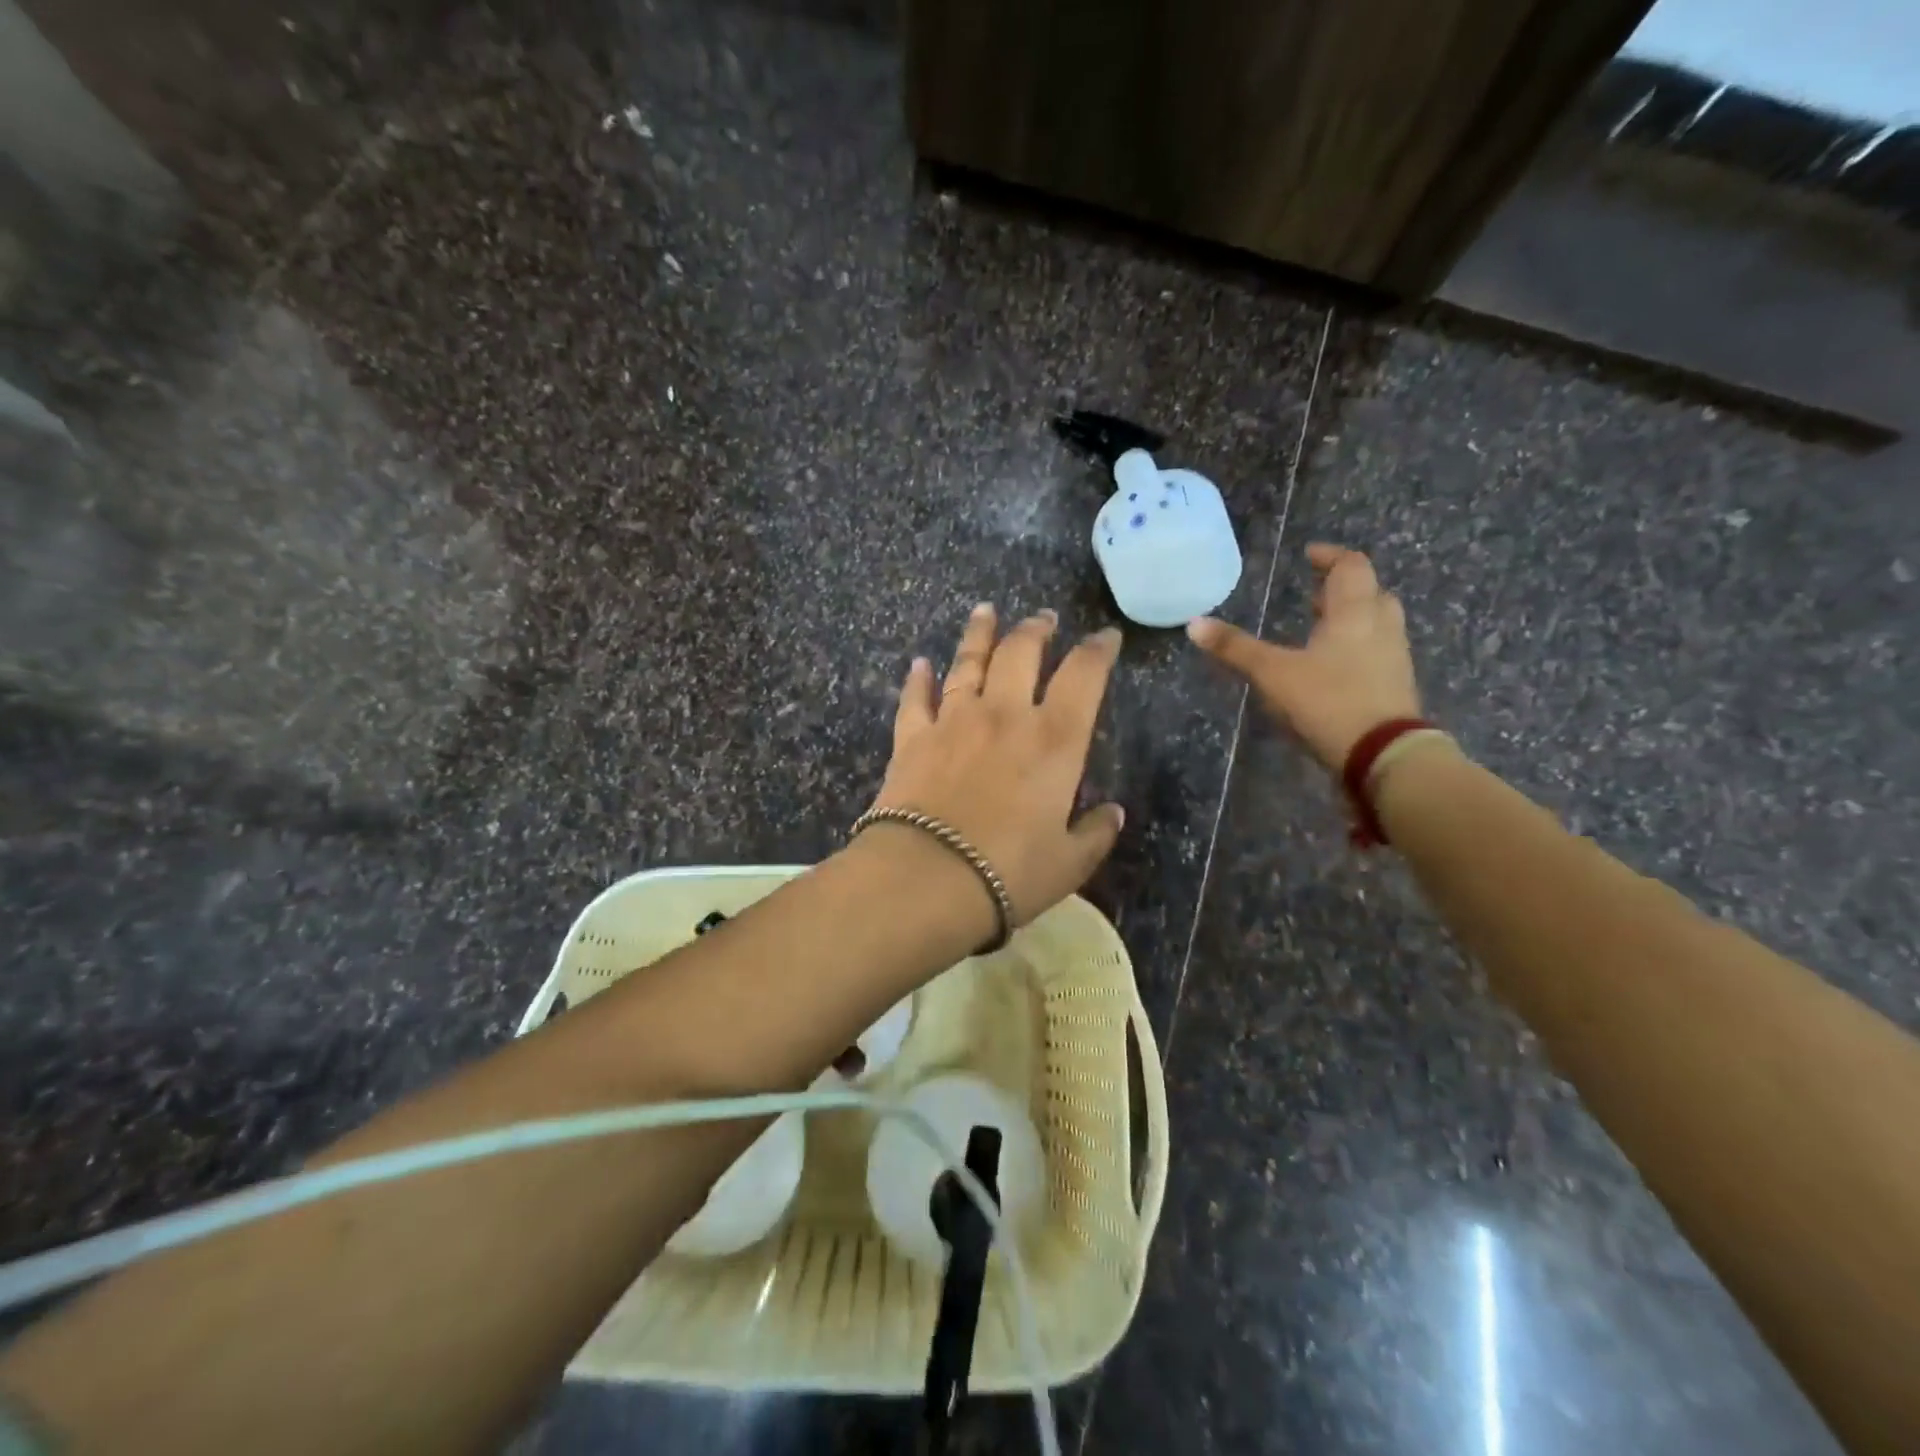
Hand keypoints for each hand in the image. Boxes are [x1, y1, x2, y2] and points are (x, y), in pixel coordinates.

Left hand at [869, 604, 1125, 925]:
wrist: (927, 878)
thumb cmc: (1009, 872)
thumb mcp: (1069, 863)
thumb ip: (1095, 834)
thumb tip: (1113, 814)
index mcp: (1054, 740)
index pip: (1084, 676)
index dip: (1098, 650)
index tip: (1106, 637)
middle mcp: (1004, 715)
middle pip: (1021, 653)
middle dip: (1036, 629)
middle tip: (1043, 618)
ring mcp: (954, 721)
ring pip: (967, 662)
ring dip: (979, 633)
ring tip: (986, 611)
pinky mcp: (912, 738)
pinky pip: (916, 698)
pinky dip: (918, 678)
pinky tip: (920, 663)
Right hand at [1187, 543, 1420, 769]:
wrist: (1384, 754)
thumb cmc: (1328, 701)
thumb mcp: (1273, 673)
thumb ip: (1235, 648)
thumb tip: (1193, 624)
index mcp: (1355, 612)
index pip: (1351, 567)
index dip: (1330, 557)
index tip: (1309, 555)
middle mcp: (1381, 627)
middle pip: (1370, 593)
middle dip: (1342, 589)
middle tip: (1313, 595)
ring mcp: (1393, 658)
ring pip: (1377, 623)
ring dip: (1351, 618)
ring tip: (1319, 628)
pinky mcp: (1395, 687)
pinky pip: (1377, 652)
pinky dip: (1356, 647)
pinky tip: (1331, 667)